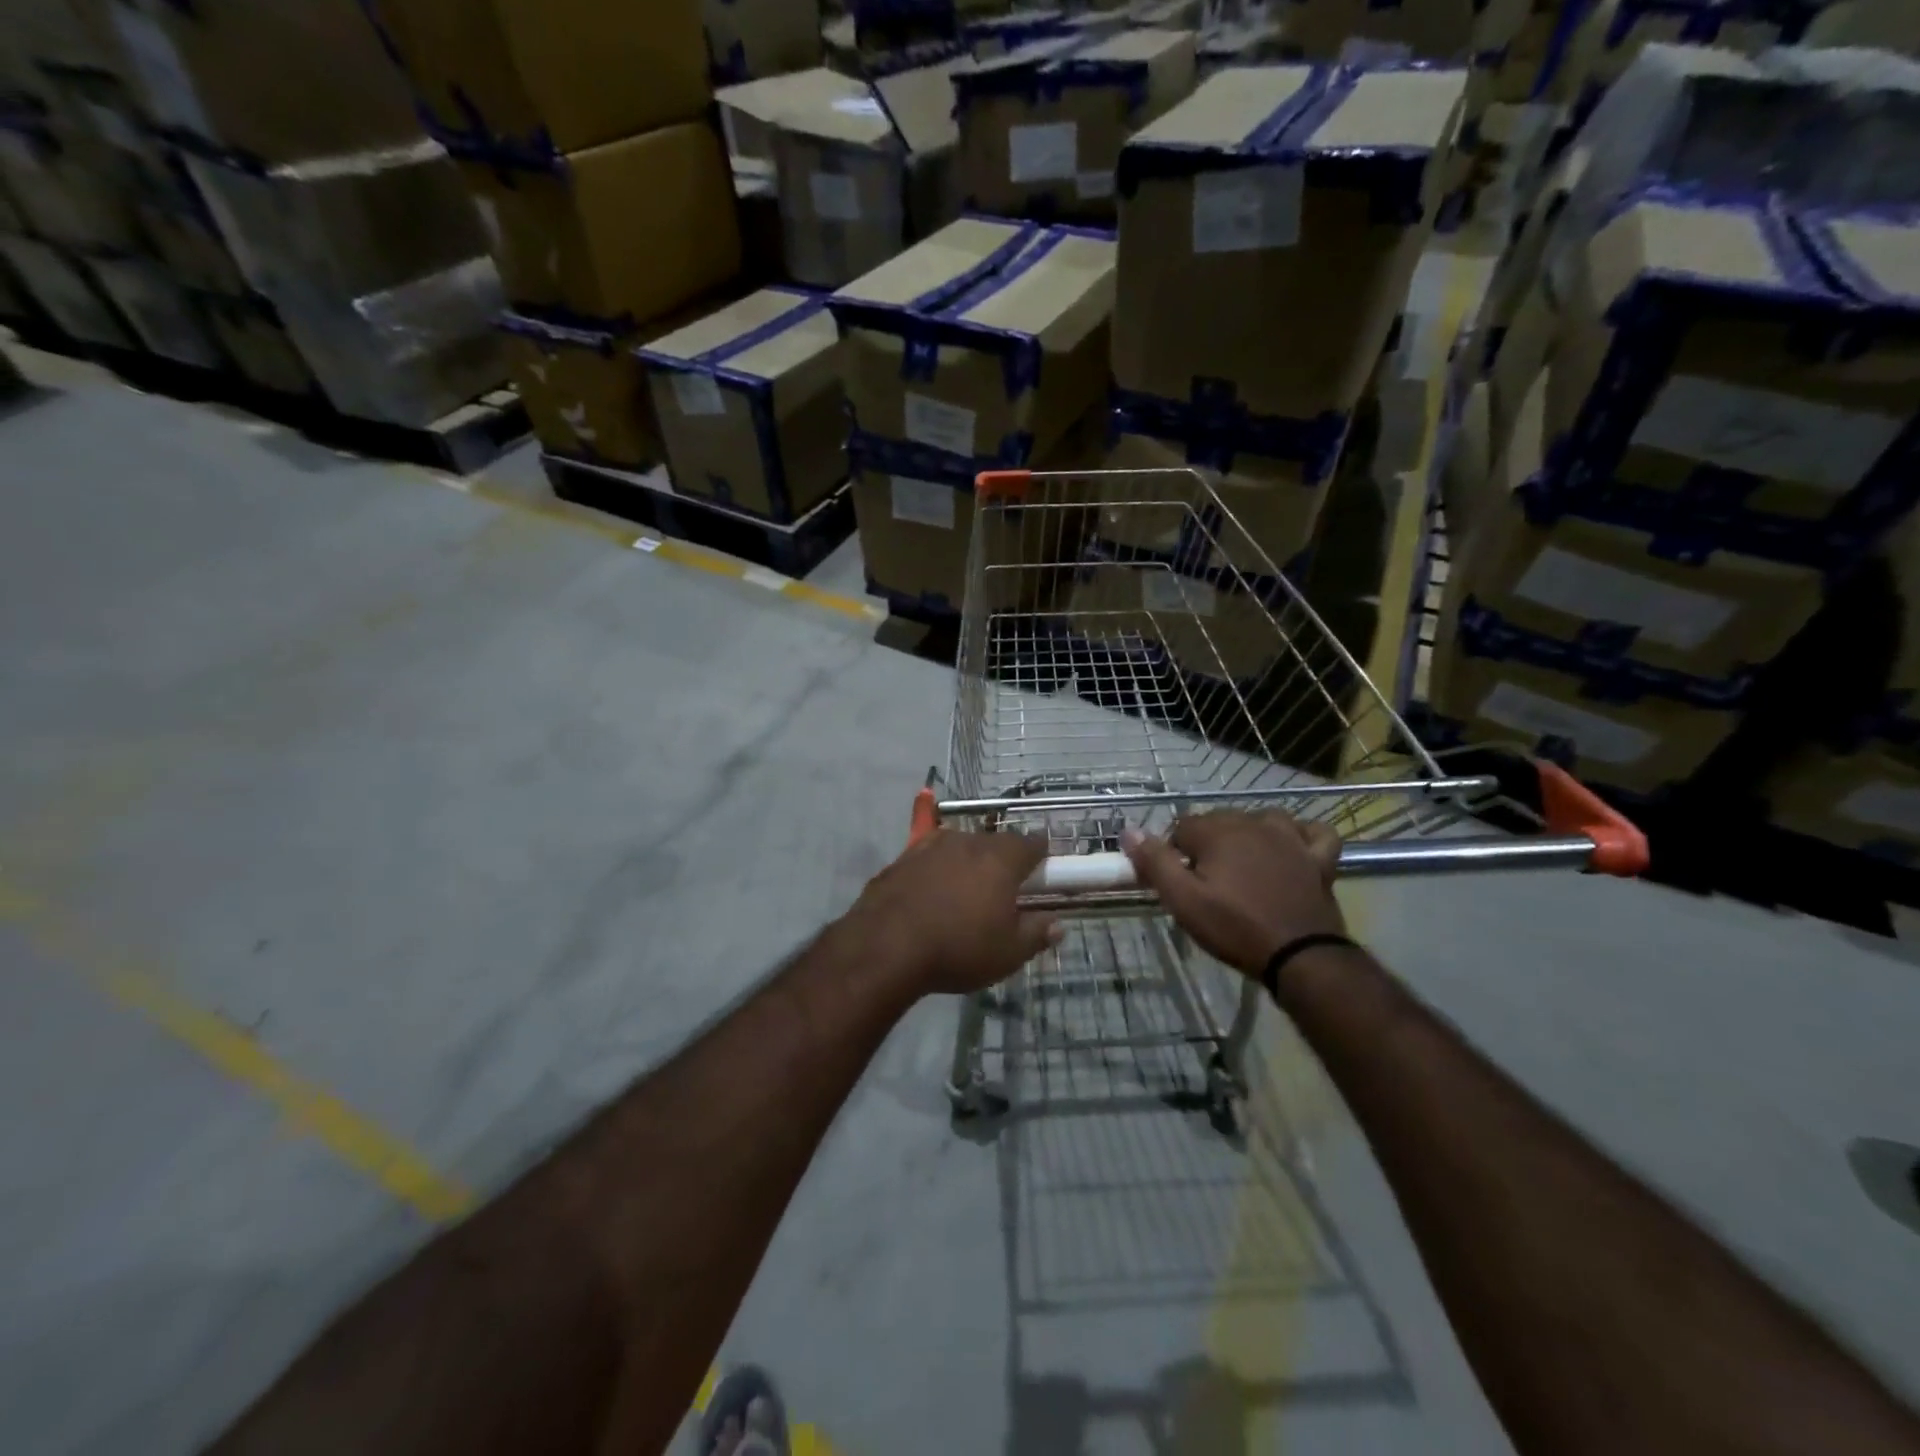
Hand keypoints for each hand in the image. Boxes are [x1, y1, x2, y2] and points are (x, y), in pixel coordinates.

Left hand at [850, 831, 1061, 996]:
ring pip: (960, 846)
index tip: (1042, 872)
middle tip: (1003, 890)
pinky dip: (935, 868)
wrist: (885, 947)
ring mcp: (931, 845)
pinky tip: (930, 889)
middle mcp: (968, 841)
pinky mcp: (902, 858)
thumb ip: (1036, 934)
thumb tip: (1057, 925)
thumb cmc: (958, 948)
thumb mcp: (1008, 953)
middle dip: (1002, 861)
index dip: (1041, 855)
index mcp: (1001, 859)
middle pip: (995, 843)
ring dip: (967, 862)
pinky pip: (928, 856)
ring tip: (964, 892)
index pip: (1032, 843)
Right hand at [1121, 811, 1344, 976]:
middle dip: (1208, 844)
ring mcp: (1292, 838)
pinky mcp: (1318, 858)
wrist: (1300, 957)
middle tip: (1205, 883)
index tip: (1178, 881)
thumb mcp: (1183, 900)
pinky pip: (1313, 832)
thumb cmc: (1235, 927)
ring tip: (1242, 866)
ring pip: (1262, 820)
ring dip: (1249, 835)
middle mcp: (1254, 823)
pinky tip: (1292, 847)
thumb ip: (1155, 862)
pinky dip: (1301, 835)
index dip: (1175, 852)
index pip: (1182, 827)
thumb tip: (1129, 830)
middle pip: (1219, 820)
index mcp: (1219, 831)